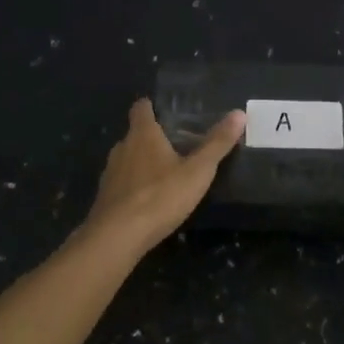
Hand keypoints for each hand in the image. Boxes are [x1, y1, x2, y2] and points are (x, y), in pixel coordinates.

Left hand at [85, 99, 245, 252]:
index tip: (163, 110)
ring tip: (163, 173)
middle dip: (151, 137)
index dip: (150, 106)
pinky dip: (132, 185)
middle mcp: (122, 148)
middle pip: (134, 134)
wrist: (117, 236)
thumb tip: (239, 113)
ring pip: (126, 159)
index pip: (141, 108)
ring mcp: (110, 173)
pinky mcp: (104, 197)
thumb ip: (217, 143)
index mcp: (143, 135)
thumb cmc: (160, 196)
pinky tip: (147, 199)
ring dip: (141, 162)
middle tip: (174, 144)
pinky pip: (121, 183)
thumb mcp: (197, 171)